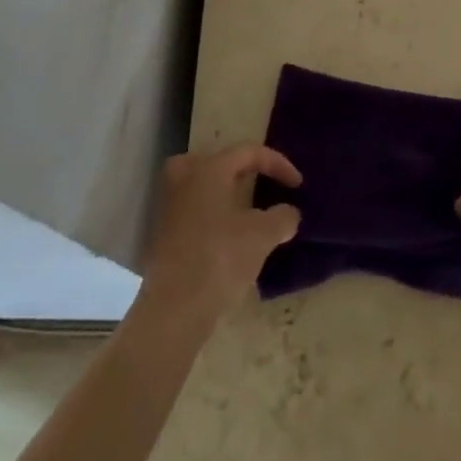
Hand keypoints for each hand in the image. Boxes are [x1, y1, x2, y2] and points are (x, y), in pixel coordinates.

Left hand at [140, 144, 301, 323]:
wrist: (172, 309)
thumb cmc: (220, 258)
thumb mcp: (262, 236)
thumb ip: (282, 217)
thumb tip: (289, 213)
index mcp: (209, 168)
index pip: (249, 151)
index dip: (278, 164)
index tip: (298, 185)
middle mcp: (184, 178)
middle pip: (218, 162)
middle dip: (243, 171)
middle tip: (262, 185)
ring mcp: (168, 206)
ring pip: (203, 187)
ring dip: (227, 194)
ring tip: (247, 213)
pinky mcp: (162, 234)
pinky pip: (193, 210)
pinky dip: (213, 215)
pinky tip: (228, 237)